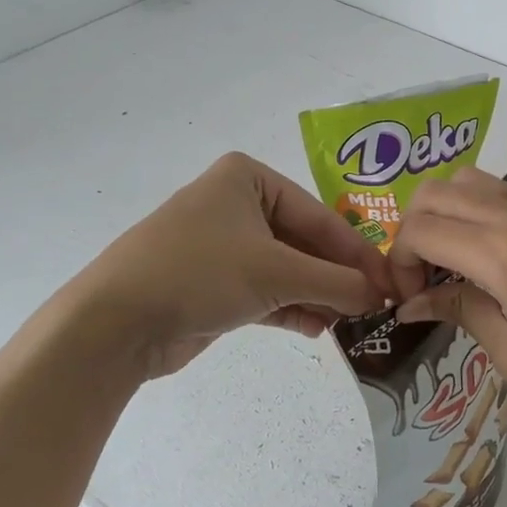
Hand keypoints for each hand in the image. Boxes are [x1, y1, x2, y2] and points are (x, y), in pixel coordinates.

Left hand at [75, 152, 392, 378]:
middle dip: (336, 276)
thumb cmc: (201, 272)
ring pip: (285, 269)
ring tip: (351, 321)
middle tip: (375, 305)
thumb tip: (380, 296)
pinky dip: (291, 307)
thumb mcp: (276, 272)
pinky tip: (319, 327)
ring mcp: (221, 245)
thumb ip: (335, 282)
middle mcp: (235, 204)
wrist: (117, 321)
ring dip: (317, 295)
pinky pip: (264, 291)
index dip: (357, 252)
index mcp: (248, 179)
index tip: (390, 282)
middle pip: (303, 242)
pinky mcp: (212, 283)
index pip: (319, 215)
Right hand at [391, 168, 506, 442]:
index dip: (398, 262)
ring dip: (442, 215)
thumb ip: (460, 312)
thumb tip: (413, 301)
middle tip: (421, 282)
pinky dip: (470, 214)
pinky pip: (496, 194)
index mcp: (502, 253)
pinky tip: (481, 261)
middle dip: (411, 232)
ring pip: (465, 183)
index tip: (407, 301)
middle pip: (435, 193)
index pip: (421, 229)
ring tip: (448, 267)